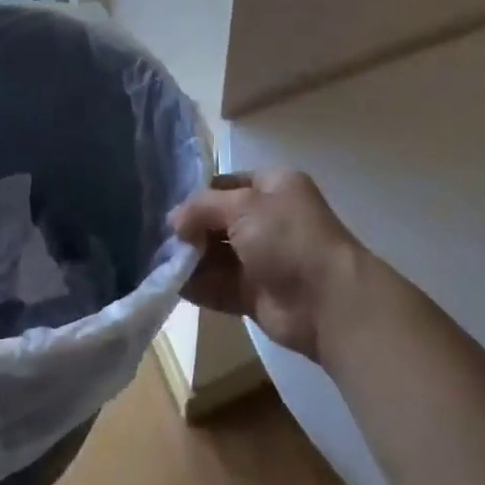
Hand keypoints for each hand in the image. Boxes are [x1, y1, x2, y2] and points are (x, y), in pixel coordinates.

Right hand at [169, 169, 366, 361]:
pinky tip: (170, 284)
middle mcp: (268, 219)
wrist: (328, 300)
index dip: (198, 194)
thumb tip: (173, 219)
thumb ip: (203, 207)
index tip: (165, 206)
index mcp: (273, 186)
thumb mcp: (243, 206)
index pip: (227, 184)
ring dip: (190, 258)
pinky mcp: (256, 294)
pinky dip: (197, 285)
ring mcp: (262, 258)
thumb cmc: (287, 236)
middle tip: (157, 237)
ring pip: (217, 255)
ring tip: (157, 260)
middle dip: (190, 229)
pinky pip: (219, 285)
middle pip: (219, 220)